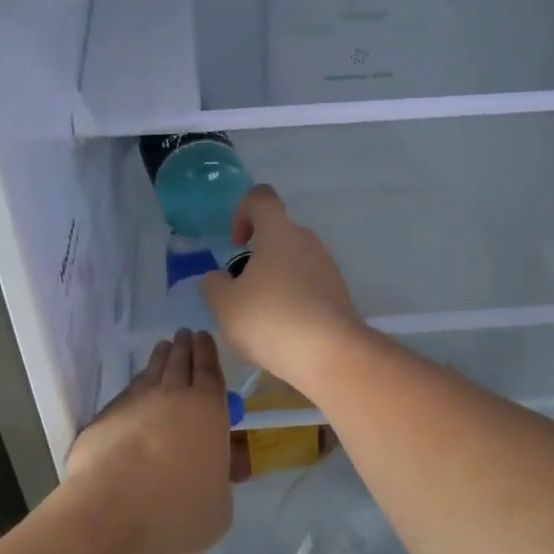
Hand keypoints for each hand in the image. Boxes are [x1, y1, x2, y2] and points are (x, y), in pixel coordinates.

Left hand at [65, 329, 232, 553]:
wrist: (112, 511)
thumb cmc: (178, 511)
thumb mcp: (219, 507)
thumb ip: (219, 482)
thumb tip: (216, 472)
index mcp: (208, 410)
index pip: (210, 371)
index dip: (208, 352)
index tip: (204, 336)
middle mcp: (173, 396)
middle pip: (180, 362)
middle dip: (185, 346)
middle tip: (186, 334)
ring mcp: (135, 403)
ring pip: (151, 372)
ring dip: (160, 358)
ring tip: (163, 348)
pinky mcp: (105, 417)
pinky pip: (127, 393)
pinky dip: (135, 386)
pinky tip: (135, 389)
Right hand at [201, 185, 365, 396]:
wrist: (331, 354)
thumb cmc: (271, 319)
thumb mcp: (224, 305)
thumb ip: (214, 285)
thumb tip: (219, 279)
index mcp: (278, 231)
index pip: (261, 198)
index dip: (243, 212)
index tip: (236, 244)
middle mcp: (307, 241)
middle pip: (278, 234)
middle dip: (256, 258)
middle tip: (241, 292)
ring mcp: (327, 268)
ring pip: (294, 263)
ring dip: (275, 282)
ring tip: (261, 319)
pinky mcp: (340, 295)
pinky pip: (309, 288)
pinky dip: (294, 302)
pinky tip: (284, 334)